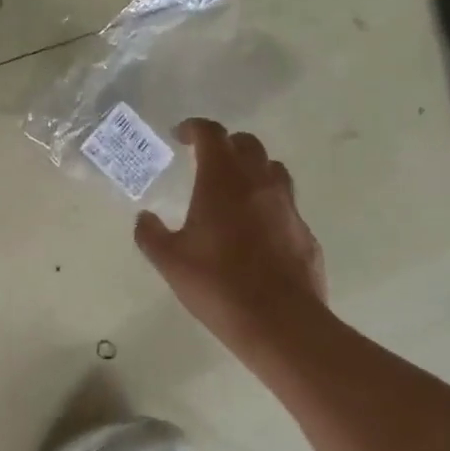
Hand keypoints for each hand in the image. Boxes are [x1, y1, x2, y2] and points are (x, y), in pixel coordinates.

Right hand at [134, 119, 327, 352]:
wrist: (279, 322)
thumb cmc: (217, 284)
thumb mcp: (170, 261)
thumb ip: (151, 235)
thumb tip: (144, 218)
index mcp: (222, 181)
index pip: (211, 134)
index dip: (194, 128)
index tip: (180, 136)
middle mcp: (259, 183)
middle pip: (247, 144)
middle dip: (225, 145)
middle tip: (206, 162)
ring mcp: (288, 207)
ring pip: (272, 170)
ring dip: (252, 170)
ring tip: (234, 191)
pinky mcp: (305, 232)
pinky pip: (285, 205)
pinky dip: (268, 205)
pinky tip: (256, 232)